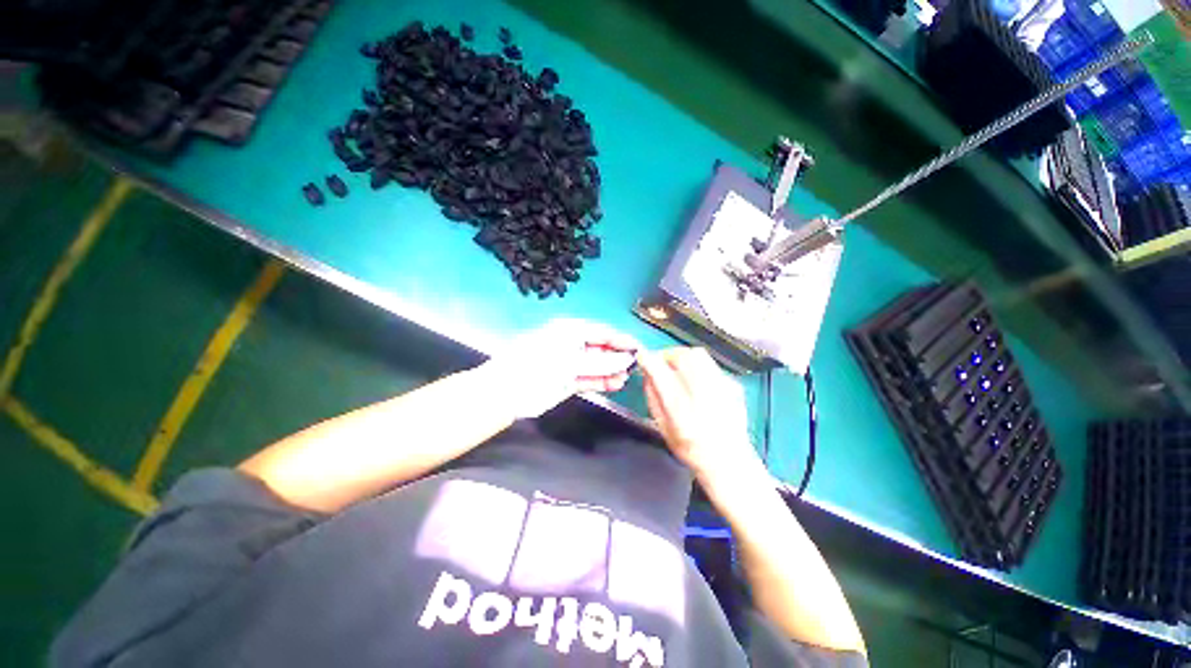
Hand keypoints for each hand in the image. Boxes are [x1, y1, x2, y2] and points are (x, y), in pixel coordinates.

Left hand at [483, 319, 640, 418]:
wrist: (507, 392)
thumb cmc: (539, 368)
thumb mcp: (571, 362)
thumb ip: (601, 362)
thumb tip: (627, 359)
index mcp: (570, 330)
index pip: (602, 332)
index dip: (621, 340)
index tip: (639, 349)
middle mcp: (572, 344)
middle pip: (601, 348)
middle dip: (617, 357)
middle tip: (634, 367)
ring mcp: (569, 363)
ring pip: (596, 365)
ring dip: (611, 371)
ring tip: (626, 379)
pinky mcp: (567, 380)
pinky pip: (589, 378)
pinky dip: (602, 381)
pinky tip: (615, 385)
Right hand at [639, 347, 765, 487]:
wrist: (729, 460)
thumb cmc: (690, 448)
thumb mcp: (663, 428)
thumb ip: (653, 397)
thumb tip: (647, 373)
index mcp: (682, 412)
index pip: (661, 375)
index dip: (649, 360)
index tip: (642, 356)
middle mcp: (704, 396)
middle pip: (682, 357)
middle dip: (667, 355)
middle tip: (662, 363)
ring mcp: (722, 389)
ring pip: (699, 354)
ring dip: (683, 356)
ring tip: (678, 367)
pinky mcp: (733, 385)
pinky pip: (711, 365)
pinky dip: (699, 366)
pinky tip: (698, 381)